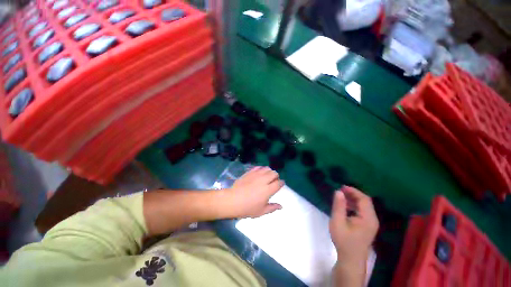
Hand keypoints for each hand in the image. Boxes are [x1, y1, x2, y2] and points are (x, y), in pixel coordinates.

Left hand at [223, 166, 283, 217]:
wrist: (233, 200)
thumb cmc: (247, 208)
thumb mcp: (261, 211)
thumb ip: (272, 208)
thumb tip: (281, 206)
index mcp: (268, 190)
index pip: (278, 183)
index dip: (281, 183)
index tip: (280, 184)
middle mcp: (264, 180)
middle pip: (274, 173)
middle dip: (276, 176)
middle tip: (274, 180)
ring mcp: (256, 175)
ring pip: (267, 168)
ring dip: (269, 171)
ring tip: (267, 176)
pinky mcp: (250, 172)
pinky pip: (258, 167)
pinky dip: (261, 169)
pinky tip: (260, 173)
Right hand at [330, 186, 378, 265]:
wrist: (351, 259)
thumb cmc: (344, 240)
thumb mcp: (337, 222)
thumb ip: (338, 206)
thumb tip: (338, 191)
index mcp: (368, 218)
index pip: (364, 199)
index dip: (353, 191)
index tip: (341, 187)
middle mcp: (372, 219)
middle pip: (365, 201)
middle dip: (353, 194)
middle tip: (340, 191)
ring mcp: (371, 223)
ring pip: (364, 206)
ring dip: (353, 199)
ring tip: (341, 197)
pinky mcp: (368, 226)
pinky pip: (363, 211)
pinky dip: (354, 206)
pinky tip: (345, 206)